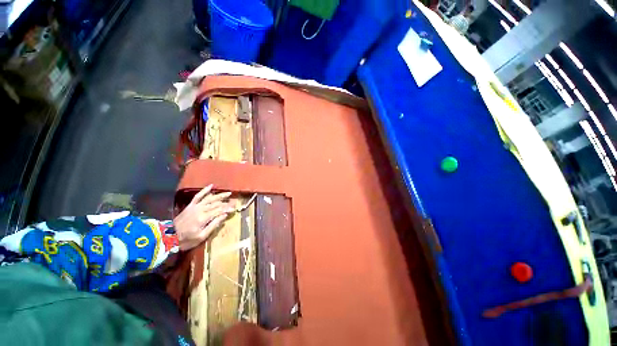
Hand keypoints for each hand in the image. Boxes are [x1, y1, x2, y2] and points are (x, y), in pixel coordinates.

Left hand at [174, 184, 234, 249]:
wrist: (168, 237)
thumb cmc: (186, 240)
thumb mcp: (202, 236)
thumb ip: (213, 225)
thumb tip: (224, 215)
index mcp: (204, 218)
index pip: (219, 210)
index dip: (228, 209)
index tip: (234, 209)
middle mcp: (200, 209)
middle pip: (216, 204)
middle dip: (226, 202)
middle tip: (234, 201)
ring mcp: (195, 206)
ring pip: (210, 198)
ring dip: (219, 195)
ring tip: (228, 193)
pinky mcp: (190, 206)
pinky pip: (198, 196)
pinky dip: (204, 190)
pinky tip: (211, 186)